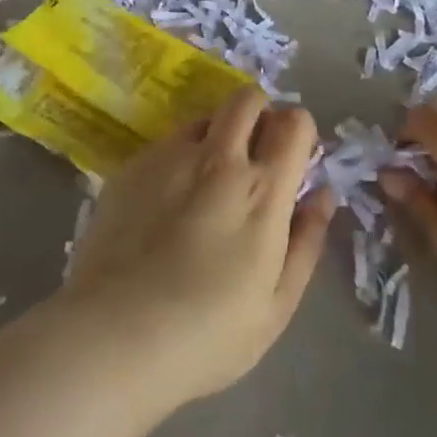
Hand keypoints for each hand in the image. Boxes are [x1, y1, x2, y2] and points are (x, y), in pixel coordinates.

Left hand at [61, 90, 335, 413]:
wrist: (114, 337)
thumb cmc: (207, 334)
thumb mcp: (277, 304)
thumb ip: (306, 241)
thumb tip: (322, 194)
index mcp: (262, 191)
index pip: (294, 123)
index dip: (300, 131)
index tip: (295, 157)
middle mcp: (218, 159)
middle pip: (248, 99)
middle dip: (260, 113)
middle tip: (255, 153)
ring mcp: (169, 158)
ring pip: (205, 116)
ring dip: (218, 133)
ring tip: (208, 178)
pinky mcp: (131, 167)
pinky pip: (167, 143)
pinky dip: (179, 157)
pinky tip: (166, 201)